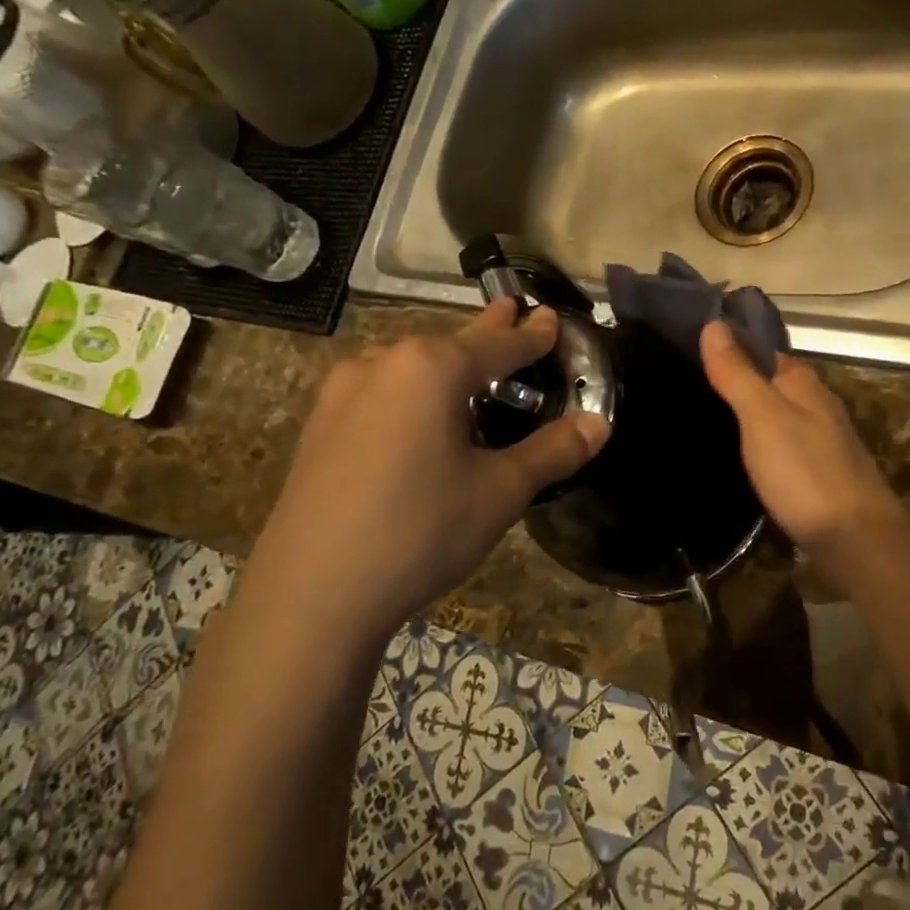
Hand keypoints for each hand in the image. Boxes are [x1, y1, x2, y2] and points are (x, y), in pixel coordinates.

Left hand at [244, 301, 609, 654]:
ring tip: (467, 369)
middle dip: (486, 333)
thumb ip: (552, 452)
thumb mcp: (500, 492)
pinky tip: (414, 416)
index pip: (499, 343)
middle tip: (511, 313)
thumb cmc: (419, 531)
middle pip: (450, 344)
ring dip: (444, 363)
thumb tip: (598, 424)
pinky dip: (410, 390)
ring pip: (409, 365)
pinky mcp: (318, 427)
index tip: (549, 317)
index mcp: (431, 368)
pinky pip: (379, 391)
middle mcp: (383, 364)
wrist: (310, 596)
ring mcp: (341, 393)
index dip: (531, 334)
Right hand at [700, 321, 909, 557]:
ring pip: (775, 414)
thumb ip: (738, 374)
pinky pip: (780, 444)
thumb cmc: (805, 471)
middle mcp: (815, 403)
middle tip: (685, 385)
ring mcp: (820, 438)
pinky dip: (758, 442)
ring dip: (746, 413)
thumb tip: (714, 324)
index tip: (688, 347)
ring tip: (701, 417)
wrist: (855, 538)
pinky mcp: (817, 471)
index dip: (729, 346)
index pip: (761, 349)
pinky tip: (737, 454)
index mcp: (802, 382)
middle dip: (735, 381)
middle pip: (769, 382)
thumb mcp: (762, 417)